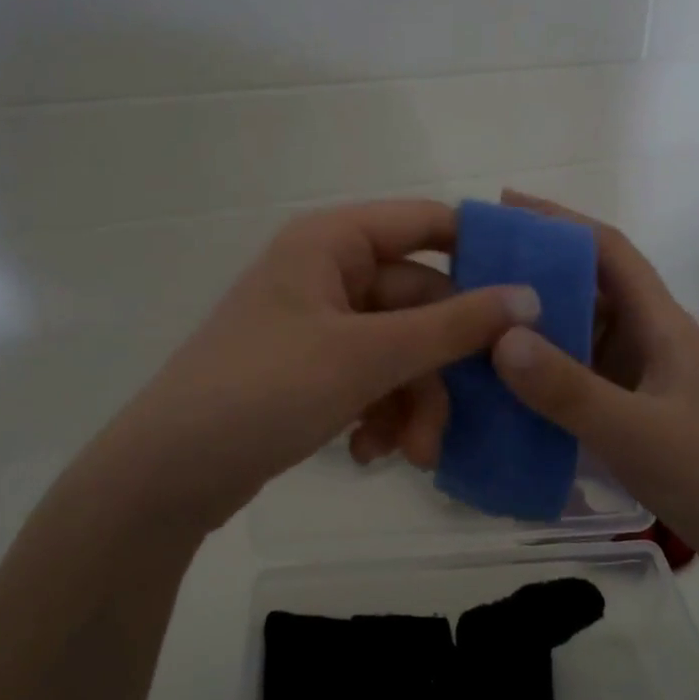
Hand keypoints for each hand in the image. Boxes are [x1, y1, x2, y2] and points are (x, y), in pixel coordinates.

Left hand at [111, 200, 538, 534]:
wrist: (169, 475)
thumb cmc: (264, 391)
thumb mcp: (367, 356)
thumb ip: (452, 326)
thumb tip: (529, 296)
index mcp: (333, 242)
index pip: (428, 224)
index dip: (481, 256)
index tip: (529, 302)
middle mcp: (328, 273)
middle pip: (420, 304)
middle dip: (439, 370)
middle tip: (458, 422)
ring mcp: (320, 324)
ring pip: (401, 351)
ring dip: (414, 403)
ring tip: (411, 456)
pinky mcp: (313, 370)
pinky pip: (372, 379)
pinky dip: (381, 415)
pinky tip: (368, 455)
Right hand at [486, 191, 698, 598]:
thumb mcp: (636, 433)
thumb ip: (567, 389)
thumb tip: (498, 336)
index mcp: (661, 326)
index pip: (609, 252)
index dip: (560, 221)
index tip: (504, 208)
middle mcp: (651, 344)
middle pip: (589, 294)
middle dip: (534, 279)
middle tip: (469, 279)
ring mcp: (645, 385)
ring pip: (582, 343)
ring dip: (536, 335)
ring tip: (475, 334)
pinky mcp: (638, 420)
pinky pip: (582, 387)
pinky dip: (547, 384)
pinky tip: (508, 399)